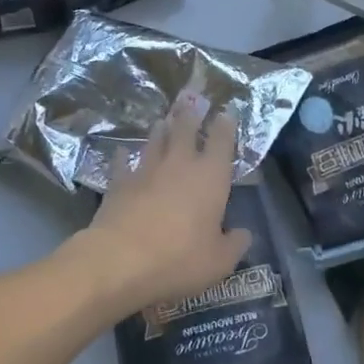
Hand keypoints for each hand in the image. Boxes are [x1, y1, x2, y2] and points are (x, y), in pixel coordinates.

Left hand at [71, 91, 250, 316]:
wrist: (121, 260)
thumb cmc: (179, 258)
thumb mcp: (219, 262)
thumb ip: (235, 244)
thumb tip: (244, 234)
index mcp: (211, 177)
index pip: (222, 142)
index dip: (225, 126)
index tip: (226, 113)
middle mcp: (180, 164)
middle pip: (185, 130)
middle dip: (190, 116)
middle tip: (191, 102)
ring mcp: (147, 170)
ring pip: (155, 141)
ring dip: (161, 131)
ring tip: (162, 121)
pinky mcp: (119, 183)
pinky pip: (122, 164)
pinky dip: (123, 157)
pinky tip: (121, 153)